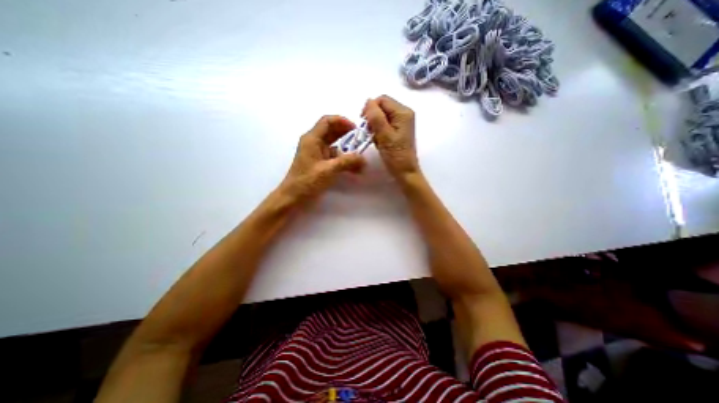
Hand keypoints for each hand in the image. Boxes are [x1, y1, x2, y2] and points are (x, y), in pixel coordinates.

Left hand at [277, 115, 362, 204]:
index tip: (356, 129)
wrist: (293, 198)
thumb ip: (347, 162)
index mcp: (312, 139)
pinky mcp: (319, 163)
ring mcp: (317, 153)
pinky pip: (334, 157)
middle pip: (332, 132)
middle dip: (347, 135)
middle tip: (361, 141)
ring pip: (335, 145)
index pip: (327, 121)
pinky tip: (354, 169)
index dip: (342, 121)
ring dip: (347, 151)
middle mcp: (314, 143)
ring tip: (360, 159)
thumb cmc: (307, 181)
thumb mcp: (328, 170)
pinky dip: (344, 160)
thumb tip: (363, 159)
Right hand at [362, 94, 418, 176]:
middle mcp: (404, 113)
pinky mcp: (399, 129)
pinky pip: (385, 124)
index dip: (370, 109)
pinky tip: (379, 141)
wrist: (405, 171)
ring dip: (375, 125)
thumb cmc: (395, 155)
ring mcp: (402, 122)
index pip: (382, 100)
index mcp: (402, 112)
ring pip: (382, 116)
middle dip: (372, 118)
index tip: (364, 125)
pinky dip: (379, 130)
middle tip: (369, 133)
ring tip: (375, 139)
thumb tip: (368, 101)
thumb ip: (375, 117)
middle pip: (382, 106)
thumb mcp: (384, 135)